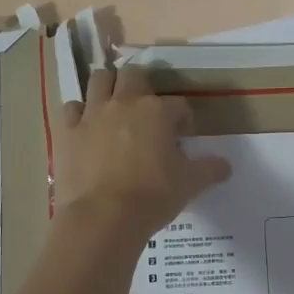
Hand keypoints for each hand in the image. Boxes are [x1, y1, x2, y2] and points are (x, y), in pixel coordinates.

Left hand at [55, 66, 231, 238]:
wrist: (103, 218)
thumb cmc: (152, 196)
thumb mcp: (190, 184)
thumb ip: (210, 169)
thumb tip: (226, 165)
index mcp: (157, 111)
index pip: (177, 104)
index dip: (183, 118)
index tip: (182, 134)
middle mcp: (124, 103)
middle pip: (132, 75)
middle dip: (141, 85)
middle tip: (146, 109)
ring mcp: (92, 114)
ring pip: (98, 79)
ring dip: (108, 86)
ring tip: (114, 105)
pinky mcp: (67, 131)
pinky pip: (72, 108)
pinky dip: (79, 113)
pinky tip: (86, 126)